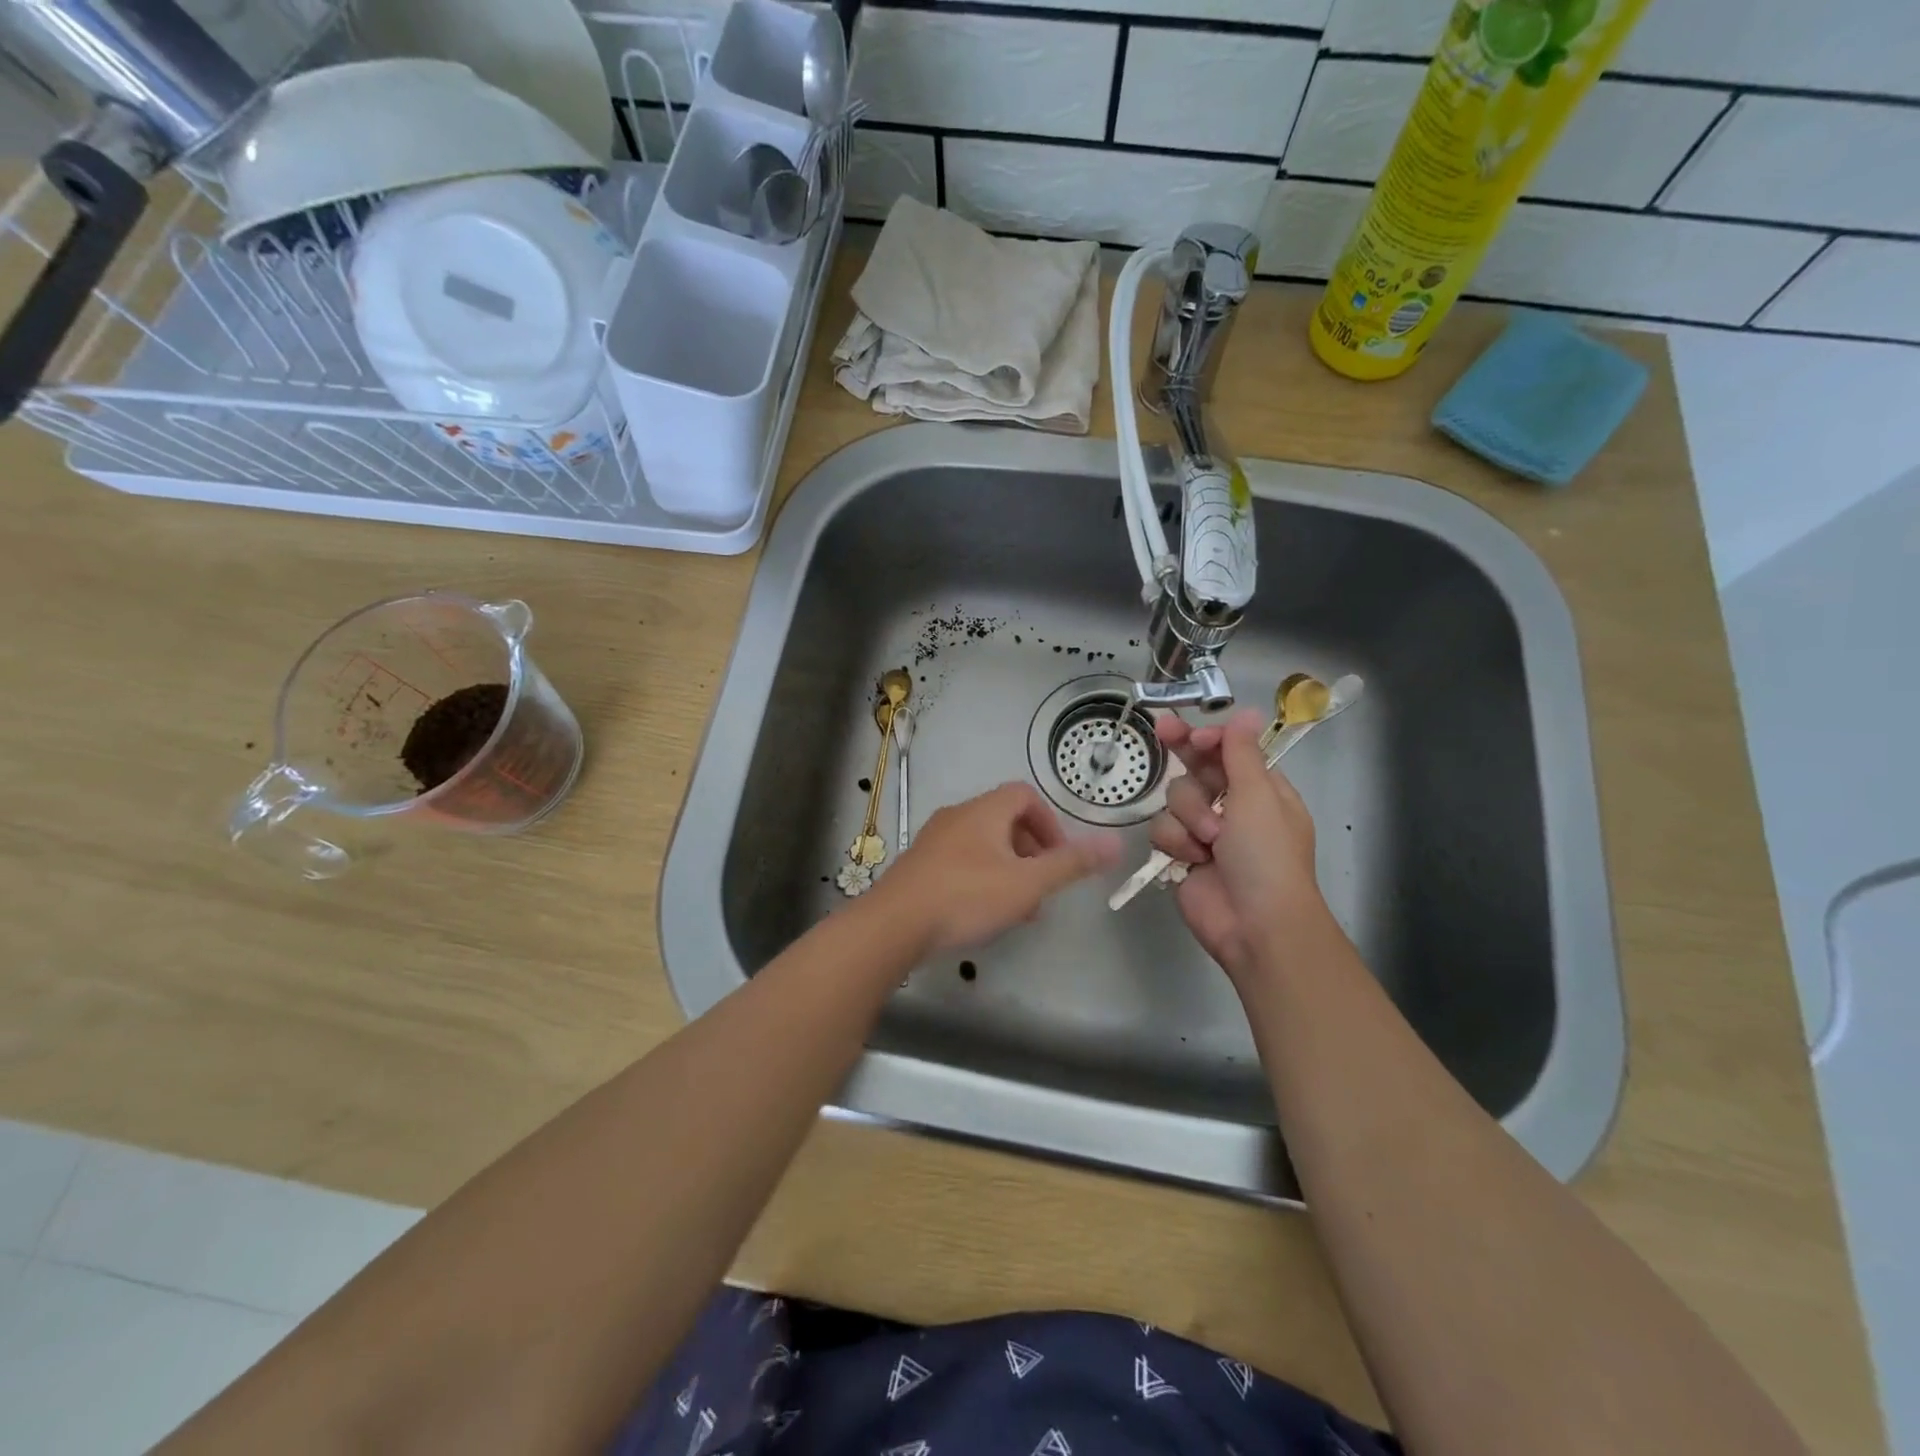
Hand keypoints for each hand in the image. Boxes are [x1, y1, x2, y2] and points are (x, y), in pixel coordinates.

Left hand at [872, 783, 1121, 953]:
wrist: (895, 924)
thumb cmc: (967, 896)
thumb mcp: (1027, 883)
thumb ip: (1071, 864)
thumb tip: (1114, 843)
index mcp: (984, 811)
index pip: (1025, 795)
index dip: (1049, 823)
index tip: (1057, 858)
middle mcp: (957, 816)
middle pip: (1004, 820)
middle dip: (1031, 851)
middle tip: (1041, 888)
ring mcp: (934, 840)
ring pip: (983, 844)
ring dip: (1008, 868)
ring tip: (1017, 908)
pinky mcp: (919, 865)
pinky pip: (960, 861)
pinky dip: (981, 878)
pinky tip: (982, 914)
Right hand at [1149, 710, 1325, 978]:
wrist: (1254, 924)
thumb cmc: (1266, 855)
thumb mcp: (1258, 797)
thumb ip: (1241, 754)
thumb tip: (1246, 713)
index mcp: (1260, 790)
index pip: (1228, 751)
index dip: (1207, 739)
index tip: (1191, 733)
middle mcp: (1232, 806)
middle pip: (1196, 768)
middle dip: (1183, 753)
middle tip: (1162, 729)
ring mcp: (1204, 831)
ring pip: (1175, 799)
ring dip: (1190, 815)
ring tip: (1209, 840)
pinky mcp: (1181, 854)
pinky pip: (1162, 830)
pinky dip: (1176, 842)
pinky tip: (1192, 859)